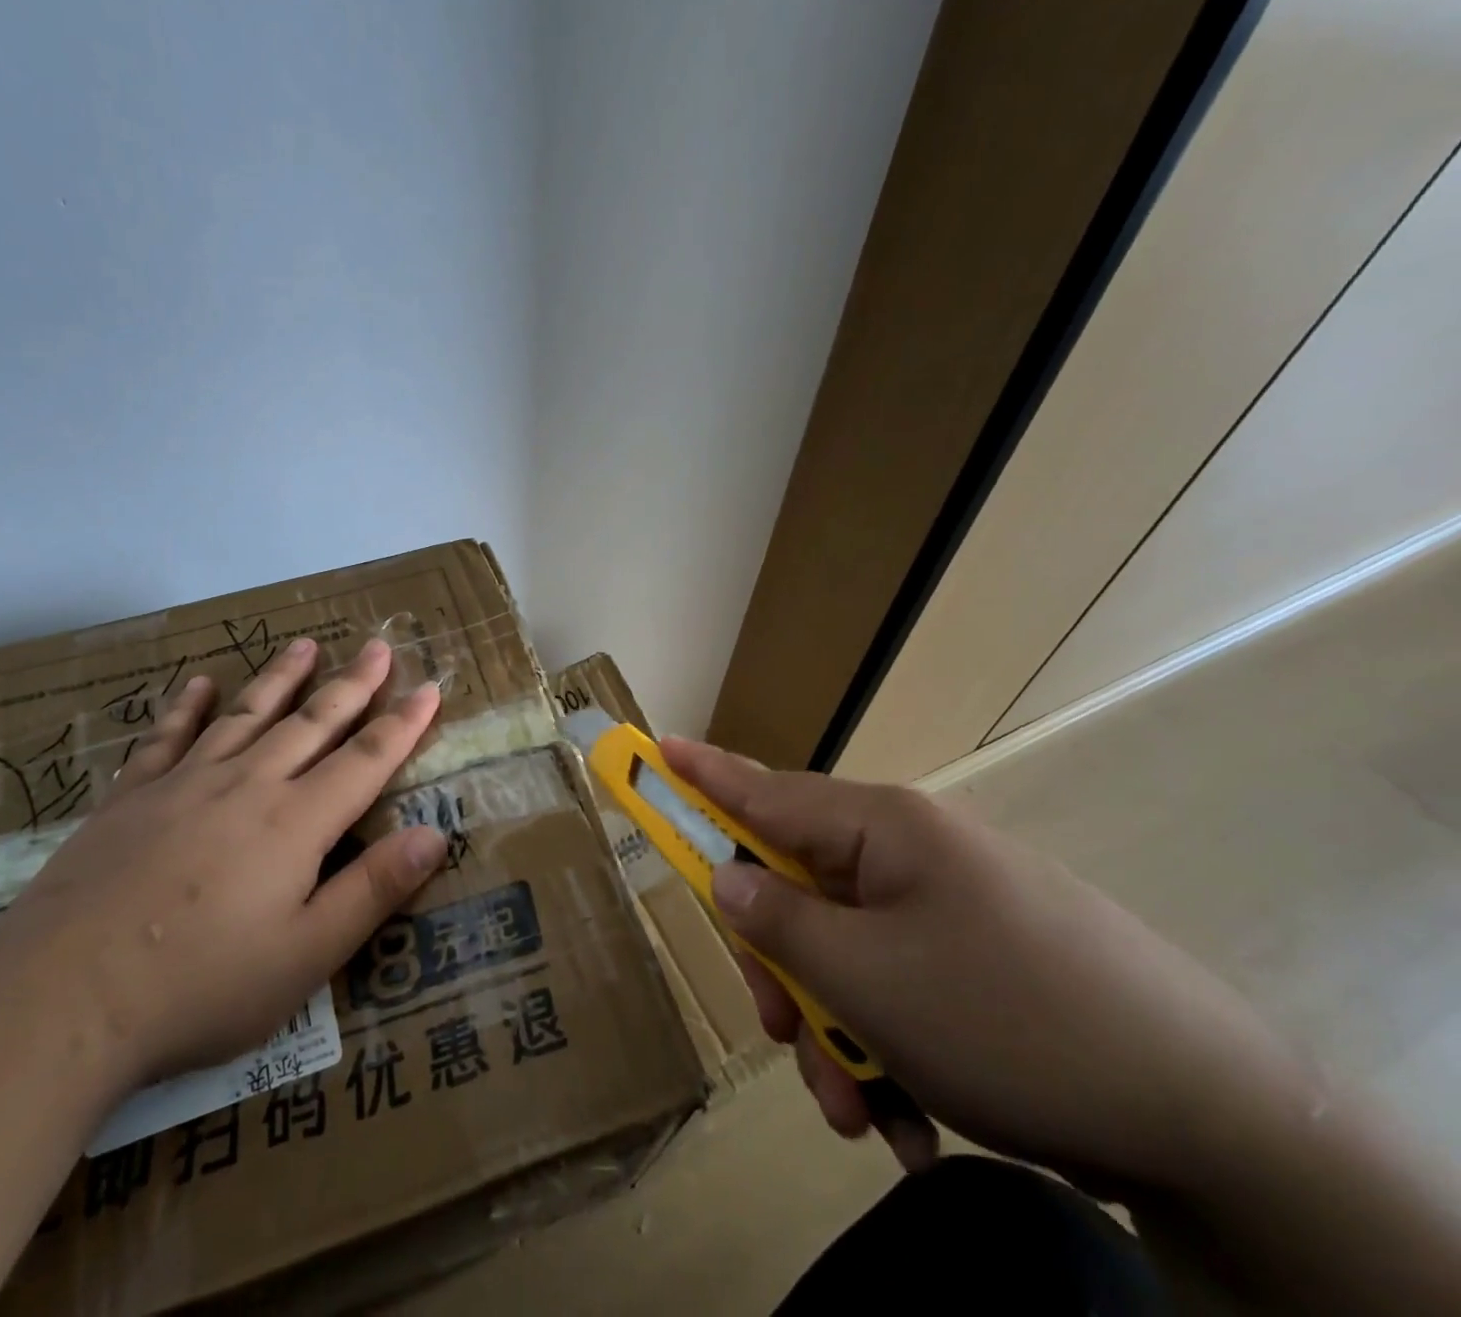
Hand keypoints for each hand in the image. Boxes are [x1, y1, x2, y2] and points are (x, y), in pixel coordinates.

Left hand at [0, 636, 446, 1096]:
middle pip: (313, 722)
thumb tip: (434, 834)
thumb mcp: (306, 955)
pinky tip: (198, 682)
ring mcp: (185, 783)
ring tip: (305, 644)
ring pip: (247, 715)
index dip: (403, 723)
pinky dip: (187, 706)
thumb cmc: (199, 987)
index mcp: (296, 822)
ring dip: (281, 677)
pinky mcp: (132, 796)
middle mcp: (248, 785)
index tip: (429, 687)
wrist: (61, 997)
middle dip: (352, 683)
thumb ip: (372, 889)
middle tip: (377, 645)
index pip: (366, 759)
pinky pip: (168, 736)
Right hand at [662, 738, 1320, 1196]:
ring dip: (836, 1034)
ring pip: (845, 954)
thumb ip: (778, 921)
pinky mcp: (982, 963)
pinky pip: (900, 990)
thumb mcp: (867, 978)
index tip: (654, 748)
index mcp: (882, 830)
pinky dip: (889, 1052)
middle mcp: (910, 856)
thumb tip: (727, 877)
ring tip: (862, 1114)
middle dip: (782, 972)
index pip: (764, 790)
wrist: (1215, 1119)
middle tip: (783, 1038)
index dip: (701, 773)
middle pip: (799, 891)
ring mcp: (950, 909)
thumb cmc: (1008, 1018)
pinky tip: (912, 1121)